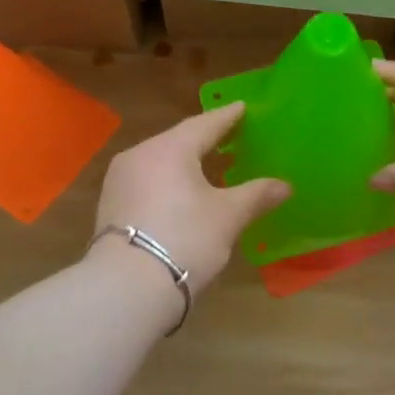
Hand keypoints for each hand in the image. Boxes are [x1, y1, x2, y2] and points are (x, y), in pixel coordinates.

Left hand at [89, 103, 289, 296]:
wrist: (127, 287)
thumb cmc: (185, 238)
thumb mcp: (227, 217)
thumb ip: (256, 195)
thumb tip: (284, 186)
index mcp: (169, 148)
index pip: (205, 124)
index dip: (227, 117)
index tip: (242, 108)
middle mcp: (139, 155)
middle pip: (178, 141)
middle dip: (205, 139)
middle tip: (230, 137)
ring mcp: (119, 181)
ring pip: (159, 162)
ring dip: (184, 163)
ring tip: (208, 167)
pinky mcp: (110, 206)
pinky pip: (146, 182)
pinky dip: (167, 182)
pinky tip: (180, 194)